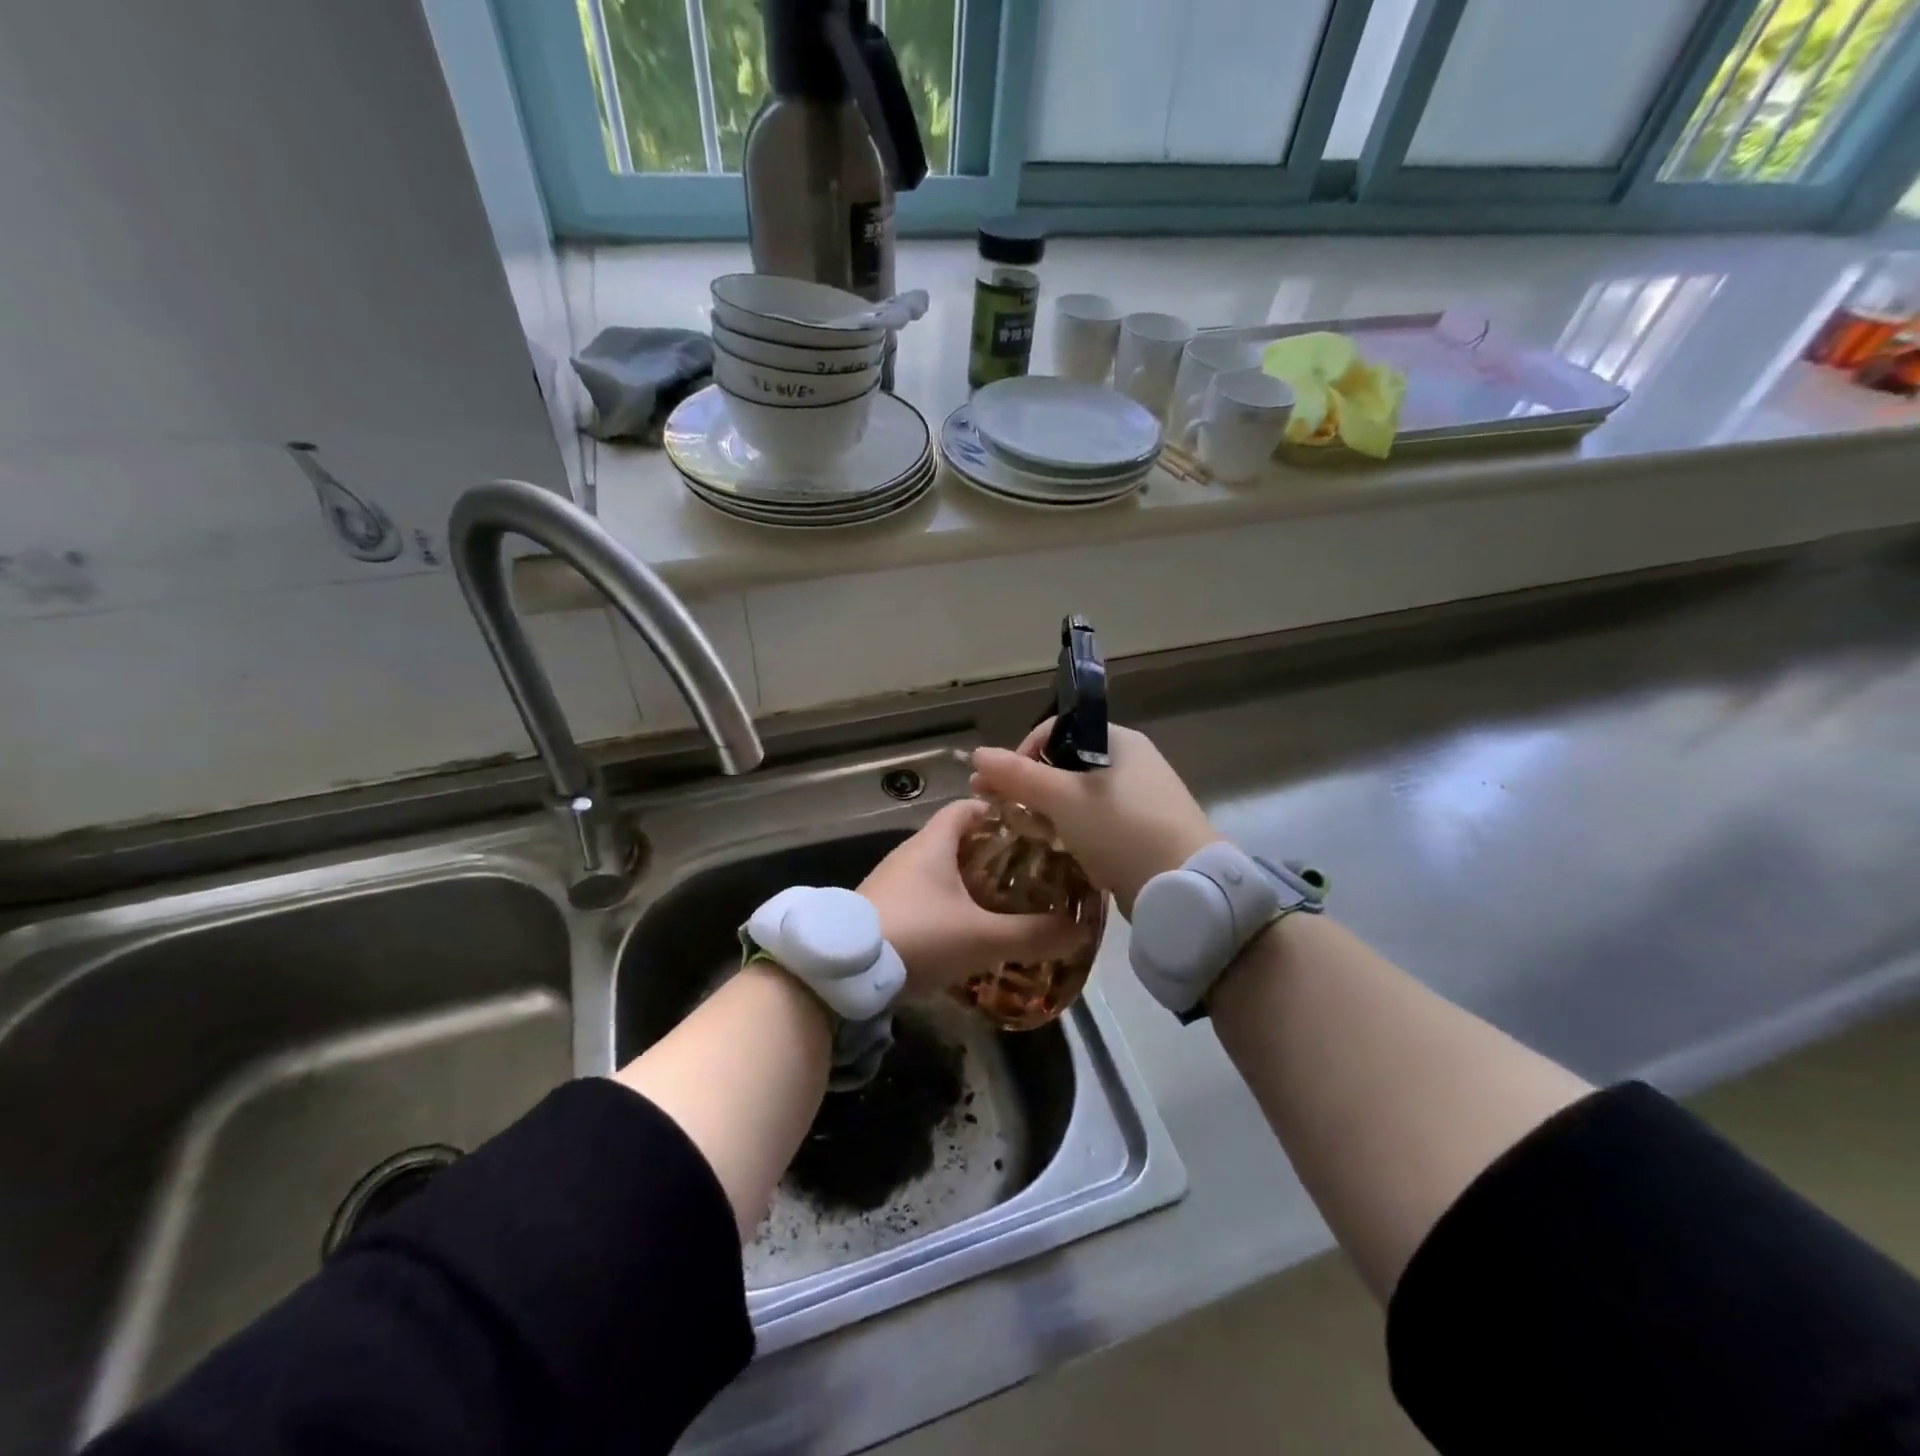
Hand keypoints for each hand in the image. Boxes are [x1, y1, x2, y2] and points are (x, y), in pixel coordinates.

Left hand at [859, 800, 1085, 997]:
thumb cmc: (917, 936)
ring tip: (1005, 904)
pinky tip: (966, 932)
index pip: (968, 807)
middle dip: (992, 854)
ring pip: (939, 871)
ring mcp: (892, 883)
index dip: (999, 813)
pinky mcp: (881, 910)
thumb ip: (1032, 935)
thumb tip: (1080, 931)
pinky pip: (923, 897)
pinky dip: (947, 905)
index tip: (1032, 831)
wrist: (841, 972)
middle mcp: (910, 855)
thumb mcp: (981, 938)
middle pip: (956, 840)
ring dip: (969, 883)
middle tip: (1028, 874)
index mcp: (933, 844)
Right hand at [970, 721, 1216, 916]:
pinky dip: (1072, 832)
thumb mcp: (1063, 799)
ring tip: (1024, 832)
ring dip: (1048, 811)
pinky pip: (1096, 824)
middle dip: (1030, 785)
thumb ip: (1019, 775)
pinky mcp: (1143, 833)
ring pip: (1079, 798)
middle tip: (1002, 810)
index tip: (1003, 784)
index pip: (1057, 731)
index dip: (1024, 752)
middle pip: (1066, 765)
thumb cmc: (1122, 829)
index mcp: (1119, 741)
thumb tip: (977, 753)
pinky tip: (1055, 850)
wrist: (1184, 888)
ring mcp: (1140, 800)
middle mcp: (1132, 763)